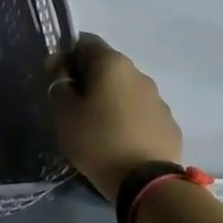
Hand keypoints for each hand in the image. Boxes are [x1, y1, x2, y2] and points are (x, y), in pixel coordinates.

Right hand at [48, 33, 182, 201]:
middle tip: (70, 105)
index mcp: (112, 64)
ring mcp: (158, 98)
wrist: (145, 181)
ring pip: (125, 89)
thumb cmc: (96, 139)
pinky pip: (140, 112)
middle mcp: (138, 73)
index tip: (54, 78)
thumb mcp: (64, 112)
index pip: (85, 41)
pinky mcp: (168, 122)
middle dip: (87, 79)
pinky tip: (116, 139)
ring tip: (94, 125)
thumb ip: (59, 85)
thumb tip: (62, 72)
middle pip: (106, 66)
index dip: (65, 55)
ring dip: (108, 99)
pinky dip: (126, 118)